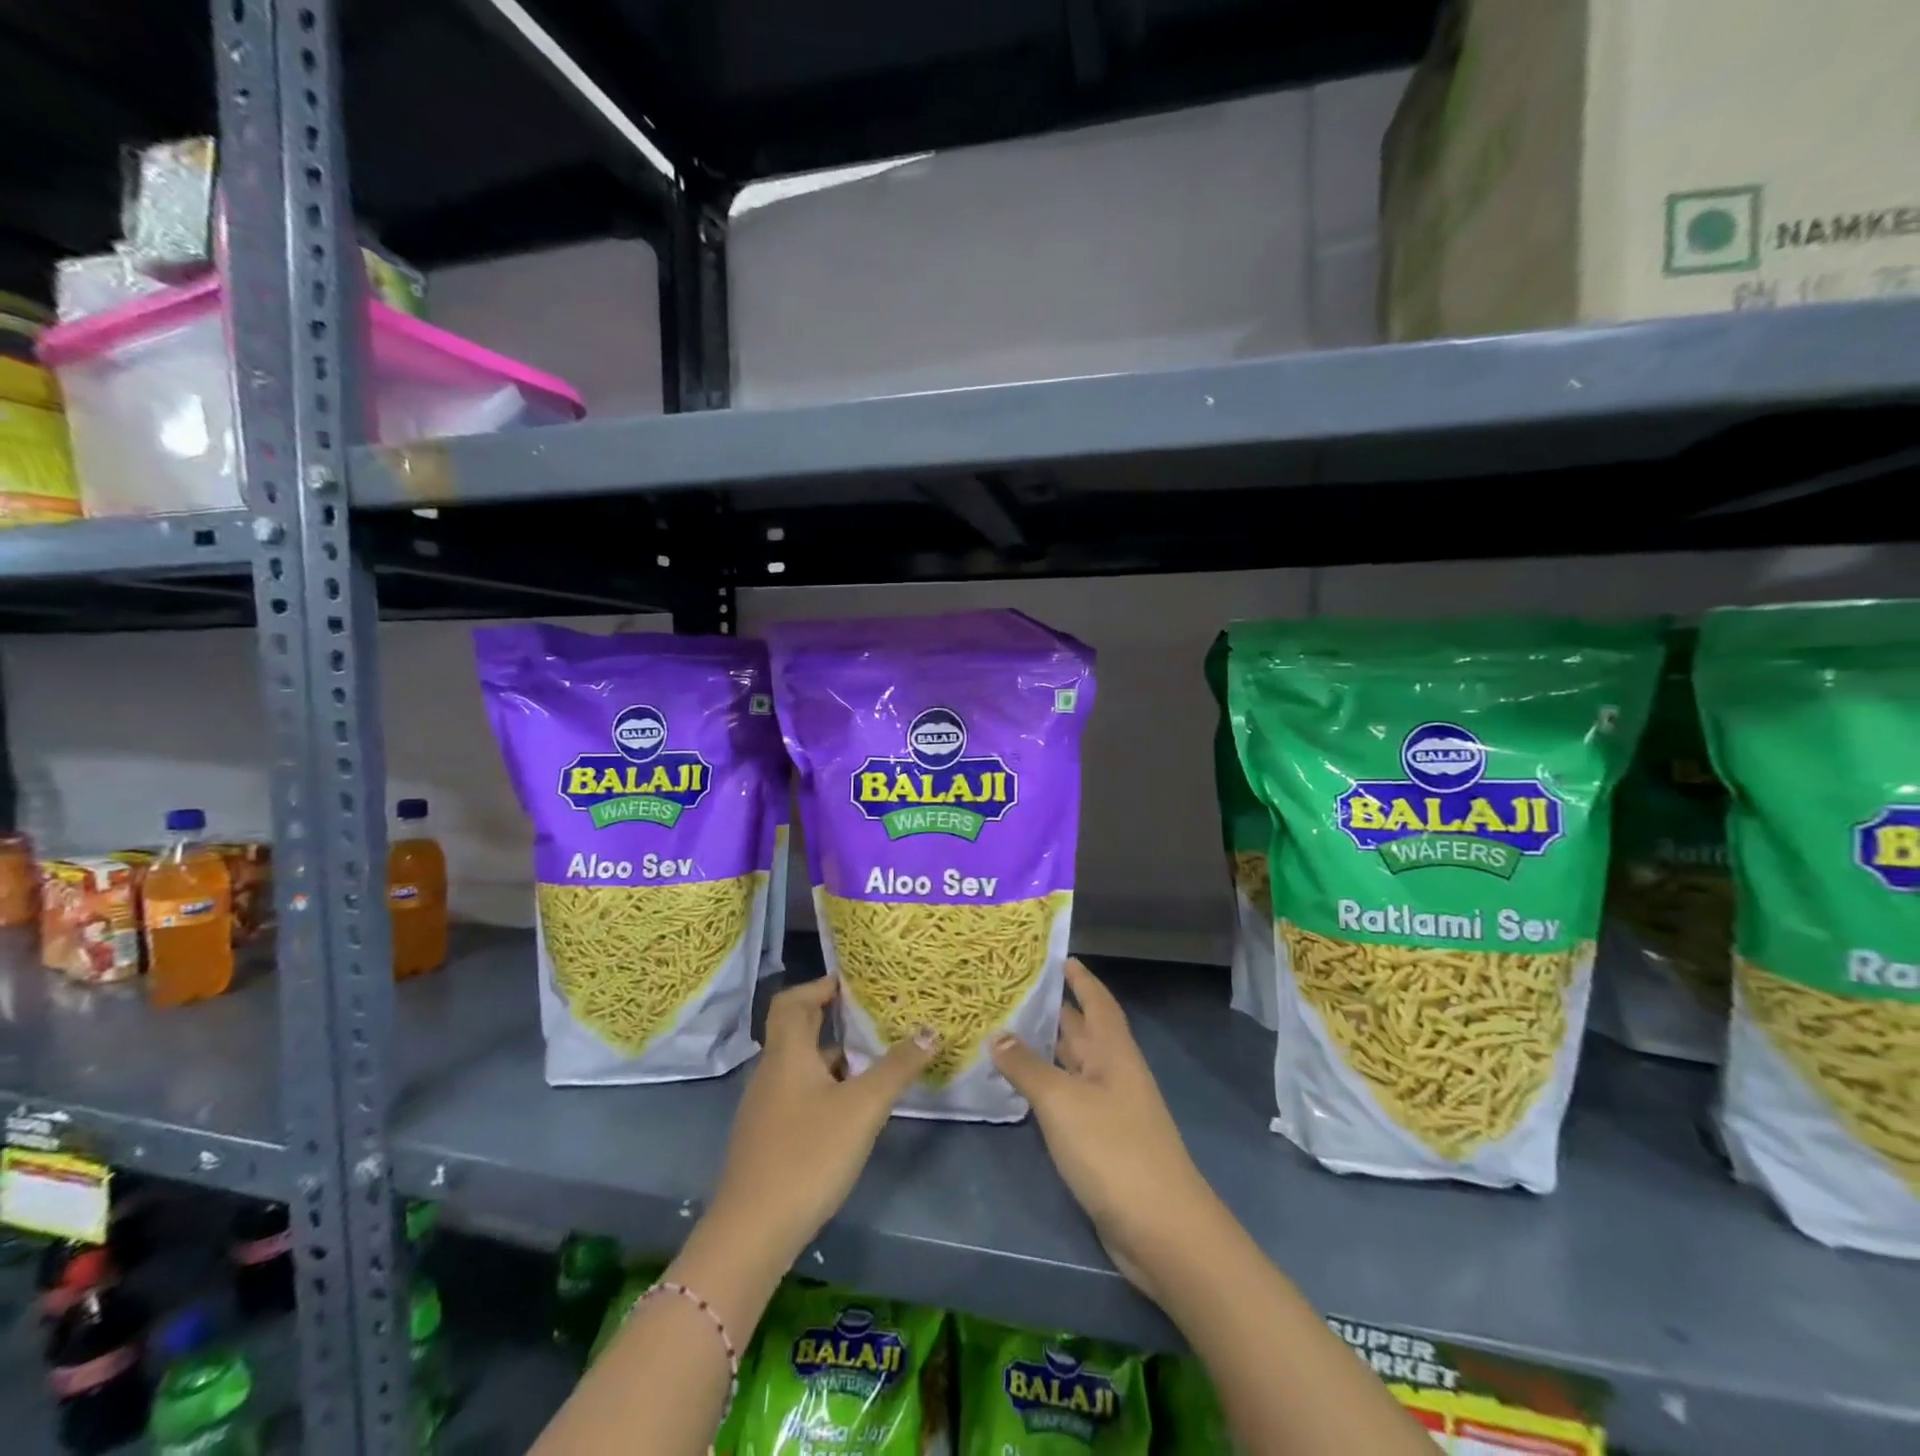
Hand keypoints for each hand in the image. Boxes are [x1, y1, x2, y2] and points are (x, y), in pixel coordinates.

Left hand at [707, 975, 935, 1265]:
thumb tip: (930, 1030)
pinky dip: (823, 1088)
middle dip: (831, 1019)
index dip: (819, 986)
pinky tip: (849, 1111)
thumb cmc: (808, 1154)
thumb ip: (897, 1067)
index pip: (792, 1000)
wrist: (752, 1232)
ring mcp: (765, 1108)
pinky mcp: (767, 1138)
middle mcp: (771, 1072)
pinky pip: (797, 1095)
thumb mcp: (862, 1108)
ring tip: (871, 1062)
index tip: (853, 985)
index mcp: (787, 1053)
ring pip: (799, 1066)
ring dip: (831, 1057)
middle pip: (796, 1030)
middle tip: (871, 1016)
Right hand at [992, 958, 1219, 1302]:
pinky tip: (1021, 1087)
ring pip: (1073, 1066)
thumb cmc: (1113, 1150)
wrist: (1161, 1229)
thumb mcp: (1062, 1101)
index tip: (1060, 957)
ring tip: (1005, 1030)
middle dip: (1053, 1011)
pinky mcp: (1102, 1142)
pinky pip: (1069, 1099)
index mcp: (1113, 1052)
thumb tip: (997, 1034)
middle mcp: (1113, 1073)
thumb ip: (1027, 1066)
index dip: (1081, 979)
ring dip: (1045, 1049)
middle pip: (1082, 1031)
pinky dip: (1046, 1087)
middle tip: (1013, 990)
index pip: (1097, 1002)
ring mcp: (1110, 1109)